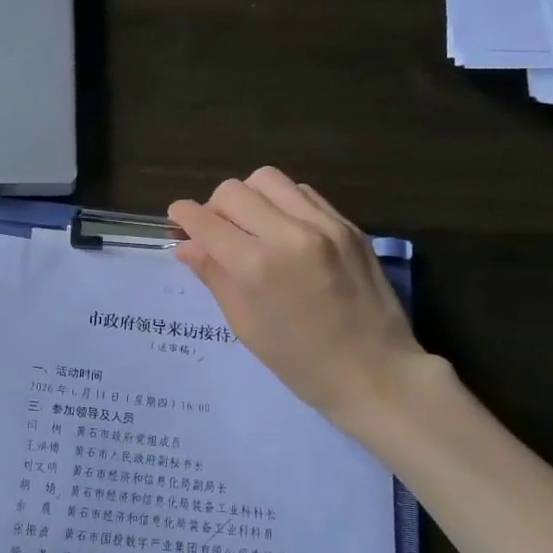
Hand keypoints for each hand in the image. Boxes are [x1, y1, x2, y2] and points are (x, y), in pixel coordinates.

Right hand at [169, 167, 428, 429]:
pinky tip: (284, 230)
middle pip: (233, 190)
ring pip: (269, 179)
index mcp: (256, 267)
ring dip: (249, 198)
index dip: (183, 216)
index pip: (205, 221)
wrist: (376, 373)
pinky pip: (304, 193)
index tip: (176, 220)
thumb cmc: (301, 363)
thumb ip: (215, 277)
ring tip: (251, 226)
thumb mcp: (246, 326)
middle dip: (214, 207)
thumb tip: (186, 246)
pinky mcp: (350, 226)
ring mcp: (325, 225)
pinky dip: (283, 202)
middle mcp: (288, 234)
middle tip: (215, 233)